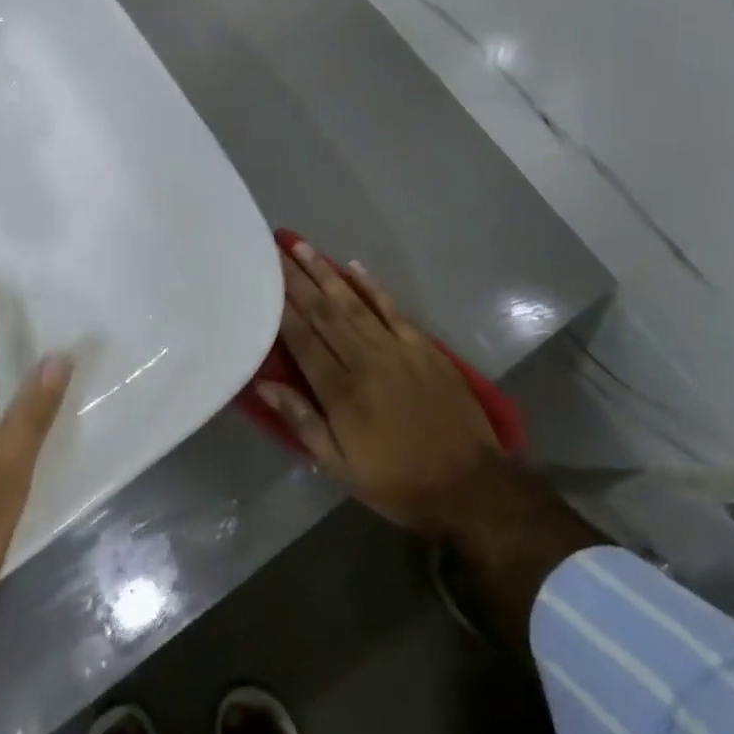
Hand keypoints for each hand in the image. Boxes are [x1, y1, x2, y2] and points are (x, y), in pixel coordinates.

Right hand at [260, 241, 510, 539]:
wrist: (472, 487)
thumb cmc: (398, 483)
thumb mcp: (341, 468)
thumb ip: (302, 421)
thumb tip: (264, 383)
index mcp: (342, 391)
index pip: (302, 339)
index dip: (280, 307)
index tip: (262, 278)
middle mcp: (366, 360)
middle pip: (324, 312)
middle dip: (296, 278)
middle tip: (275, 248)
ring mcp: (398, 349)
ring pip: (353, 302)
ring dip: (326, 272)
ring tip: (303, 246)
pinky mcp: (425, 347)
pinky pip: (392, 309)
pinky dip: (372, 286)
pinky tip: (353, 266)